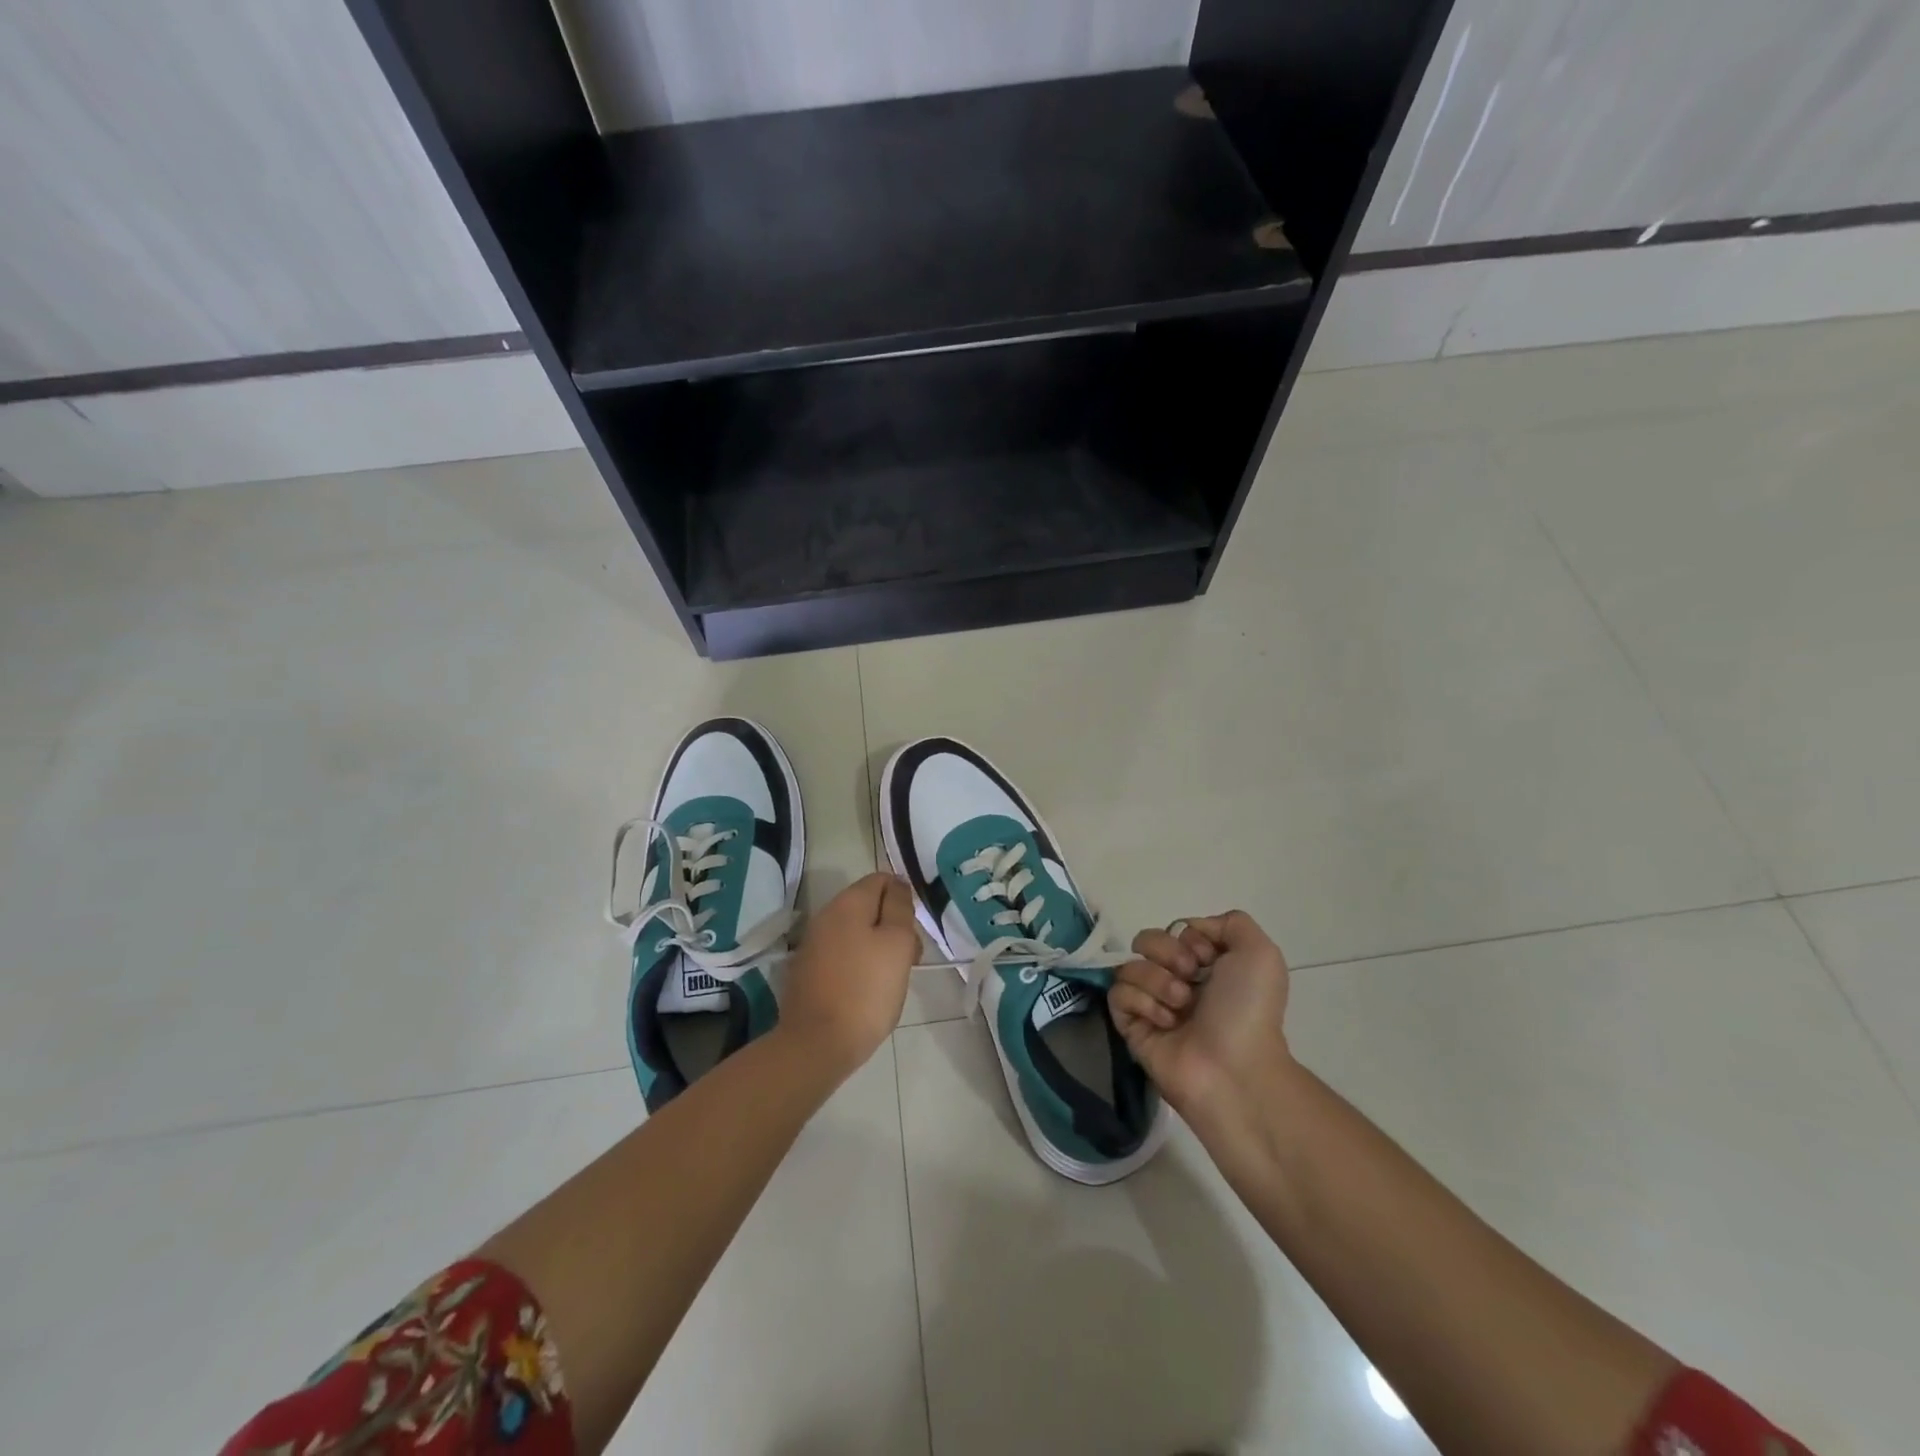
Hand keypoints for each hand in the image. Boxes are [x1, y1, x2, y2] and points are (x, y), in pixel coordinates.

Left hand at [779, 873, 919, 1075]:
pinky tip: (868, 991)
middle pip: (869, 907)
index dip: (904, 898)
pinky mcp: (808, 972)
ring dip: (878, 948)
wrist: (816, 1045)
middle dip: (893, 926)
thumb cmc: (866, 990)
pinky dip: (859, 965)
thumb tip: (897, 884)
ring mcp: (813, 945)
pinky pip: (842, 955)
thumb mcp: (897, 943)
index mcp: (847, 903)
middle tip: (910, 959)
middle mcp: (826, 916)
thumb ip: (899, 908)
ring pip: (856, 933)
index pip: (881, 879)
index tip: (915, 929)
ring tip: (893, 980)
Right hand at [1108, 910, 1291, 1116]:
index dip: (1189, 938)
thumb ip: (1232, 923)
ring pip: (1130, 966)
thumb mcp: (1260, 954)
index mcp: (1206, 965)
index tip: (1207, 957)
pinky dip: (1142, 1002)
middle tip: (1189, 977)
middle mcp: (1177, 981)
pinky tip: (1165, 1022)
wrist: (1234, 1069)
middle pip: (1146, 940)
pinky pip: (1118, 995)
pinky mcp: (1132, 1027)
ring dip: (1157, 981)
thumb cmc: (1248, 1010)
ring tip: (1180, 1007)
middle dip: (1166, 952)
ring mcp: (1153, 1004)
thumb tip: (1192, 929)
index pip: (1176, 930)